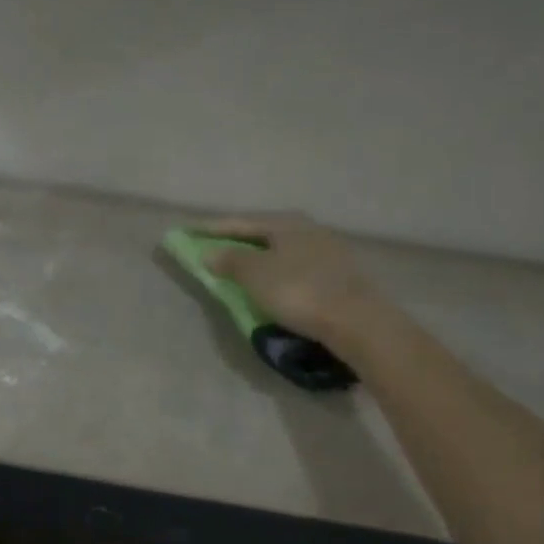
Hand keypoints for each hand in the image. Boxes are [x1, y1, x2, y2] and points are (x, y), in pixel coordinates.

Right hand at [198, 213, 379, 341]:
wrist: (356, 321)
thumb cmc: (298, 291)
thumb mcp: (255, 275)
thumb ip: (229, 261)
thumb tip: (209, 253)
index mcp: (286, 222)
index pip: (239, 222)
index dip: (210, 229)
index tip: (186, 232)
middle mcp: (308, 228)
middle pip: (263, 232)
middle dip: (236, 240)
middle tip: (212, 247)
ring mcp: (327, 250)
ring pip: (281, 249)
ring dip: (258, 257)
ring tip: (239, 267)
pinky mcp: (338, 274)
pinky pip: (295, 266)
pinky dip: (276, 271)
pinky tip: (272, 282)